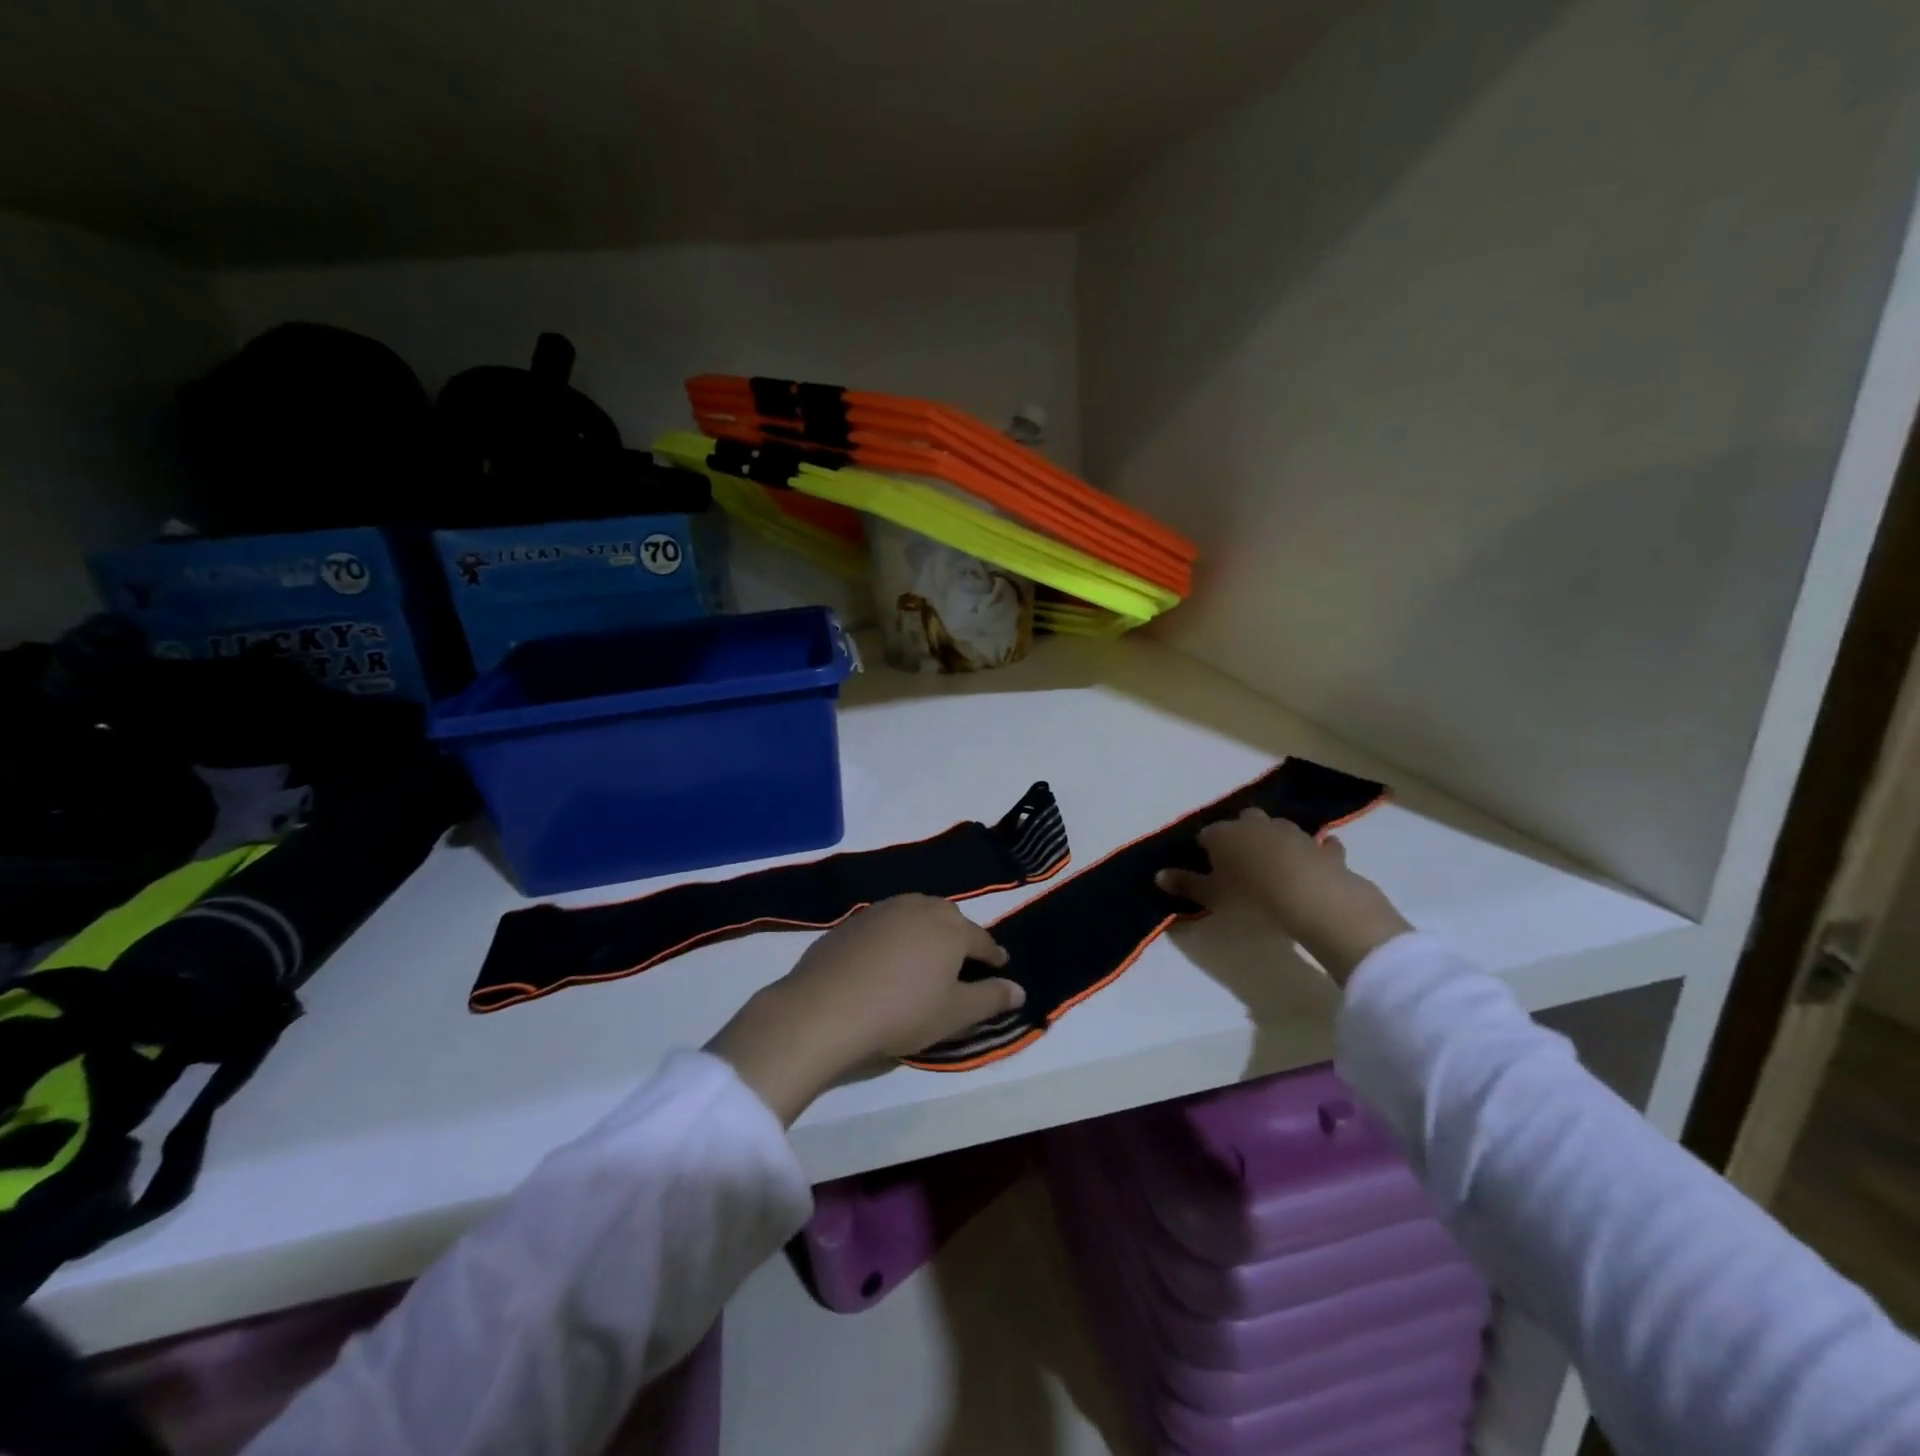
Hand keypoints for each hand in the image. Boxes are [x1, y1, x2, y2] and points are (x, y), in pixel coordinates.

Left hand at [708, 896, 1023, 1122]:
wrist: (826, 1008)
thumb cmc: (902, 1011)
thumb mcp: (955, 1013)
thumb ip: (991, 999)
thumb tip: (1020, 989)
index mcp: (950, 928)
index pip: (982, 940)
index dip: (993, 956)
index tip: (1000, 966)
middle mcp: (919, 908)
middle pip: (949, 918)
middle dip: (960, 936)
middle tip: (962, 960)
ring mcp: (882, 910)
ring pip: (915, 914)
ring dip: (926, 930)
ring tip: (926, 954)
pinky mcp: (852, 920)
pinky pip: (886, 923)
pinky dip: (895, 935)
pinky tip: (887, 958)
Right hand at [1155, 809, 1410, 984]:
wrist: (1312, 898)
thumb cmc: (1251, 897)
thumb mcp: (1212, 897)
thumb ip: (1185, 884)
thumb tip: (1157, 876)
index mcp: (1224, 834)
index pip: (1207, 834)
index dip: (1205, 848)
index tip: (1206, 865)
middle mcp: (1256, 825)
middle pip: (1244, 821)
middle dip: (1240, 833)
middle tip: (1240, 859)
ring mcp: (1293, 833)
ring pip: (1278, 828)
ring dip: (1274, 839)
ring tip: (1273, 862)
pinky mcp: (1324, 848)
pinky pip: (1319, 845)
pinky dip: (1316, 851)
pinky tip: (1316, 860)